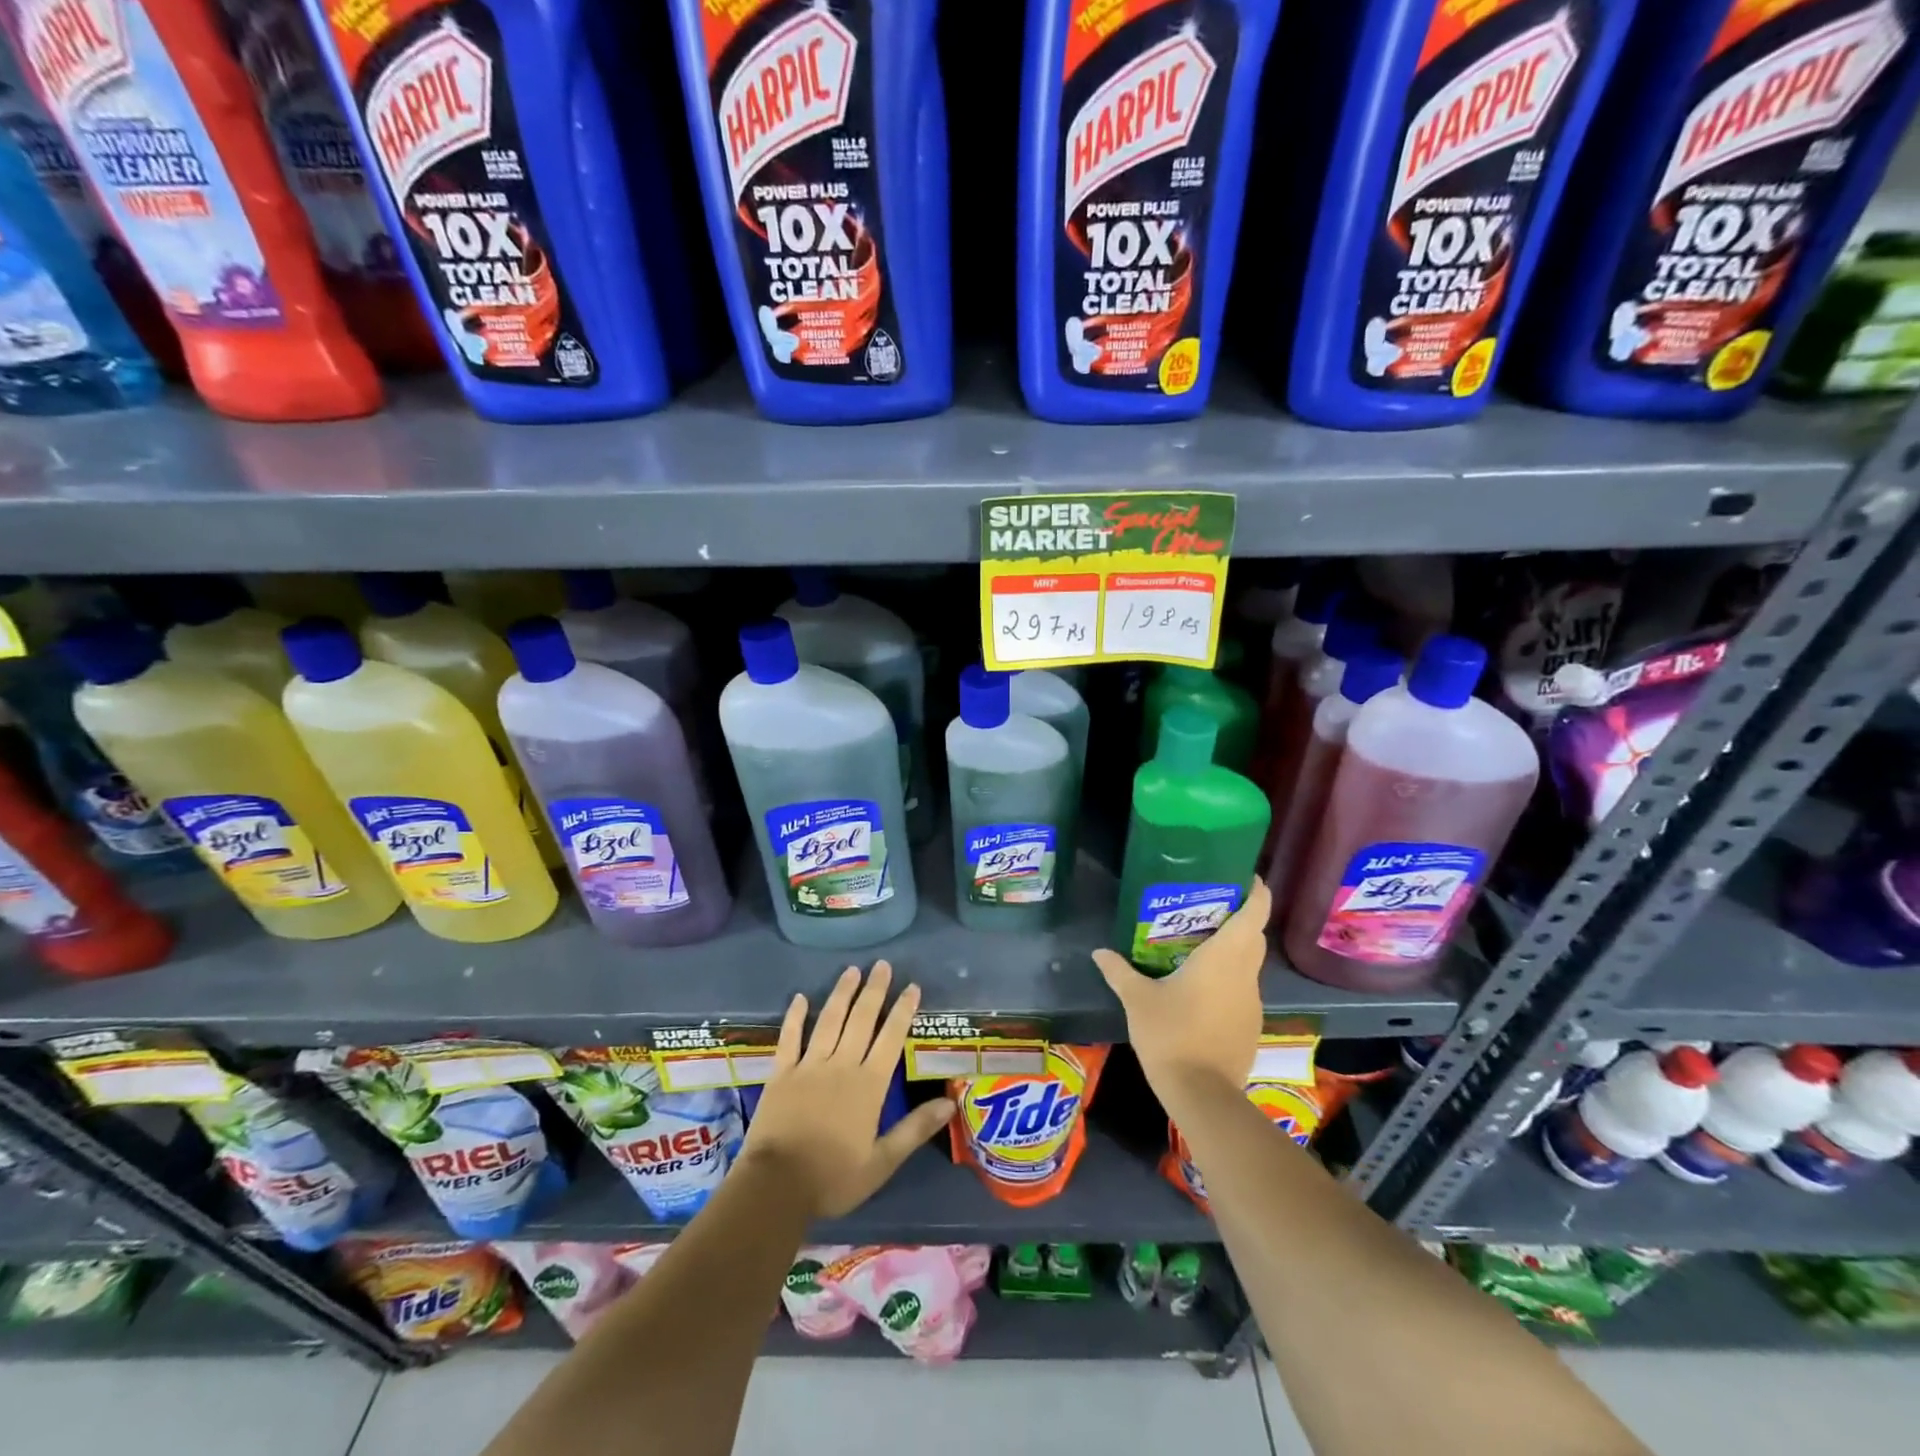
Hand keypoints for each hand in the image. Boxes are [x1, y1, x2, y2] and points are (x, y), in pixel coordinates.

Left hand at [739, 962, 954, 1219]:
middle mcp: (841, 1065)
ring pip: (829, 1020)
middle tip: (882, 965)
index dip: (903, 1011)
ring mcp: (809, 1065)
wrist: (776, 1186)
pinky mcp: (781, 1073)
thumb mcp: (882, 1162)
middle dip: (874, 990)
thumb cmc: (833, 1178)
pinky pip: (789, 1038)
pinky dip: (795, 1017)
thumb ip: (915, 1129)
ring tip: (852, 970)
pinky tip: (799, 998)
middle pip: (861, 1019)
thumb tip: (950, 1103)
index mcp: (869, 1085)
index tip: (912, 987)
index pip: (891, 1038)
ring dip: (842, 993)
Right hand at [1093, 879, 1269, 1104]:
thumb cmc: (1171, 1034)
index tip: (1244, 876)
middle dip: (1239, 917)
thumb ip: (1119, 971)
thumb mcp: (1137, 999)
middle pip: (1254, 935)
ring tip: (1199, 943)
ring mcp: (1251, 1001)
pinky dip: (1228, 977)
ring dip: (1233, 949)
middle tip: (1208, 906)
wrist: (1202, 1094)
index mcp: (1224, 957)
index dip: (1256, 891)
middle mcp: (1245, 974)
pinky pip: (1242, 988)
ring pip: (1248, 963)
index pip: (1254, 913)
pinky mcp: (1250, 1024)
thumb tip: (1098, 952)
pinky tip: (1201, 986)